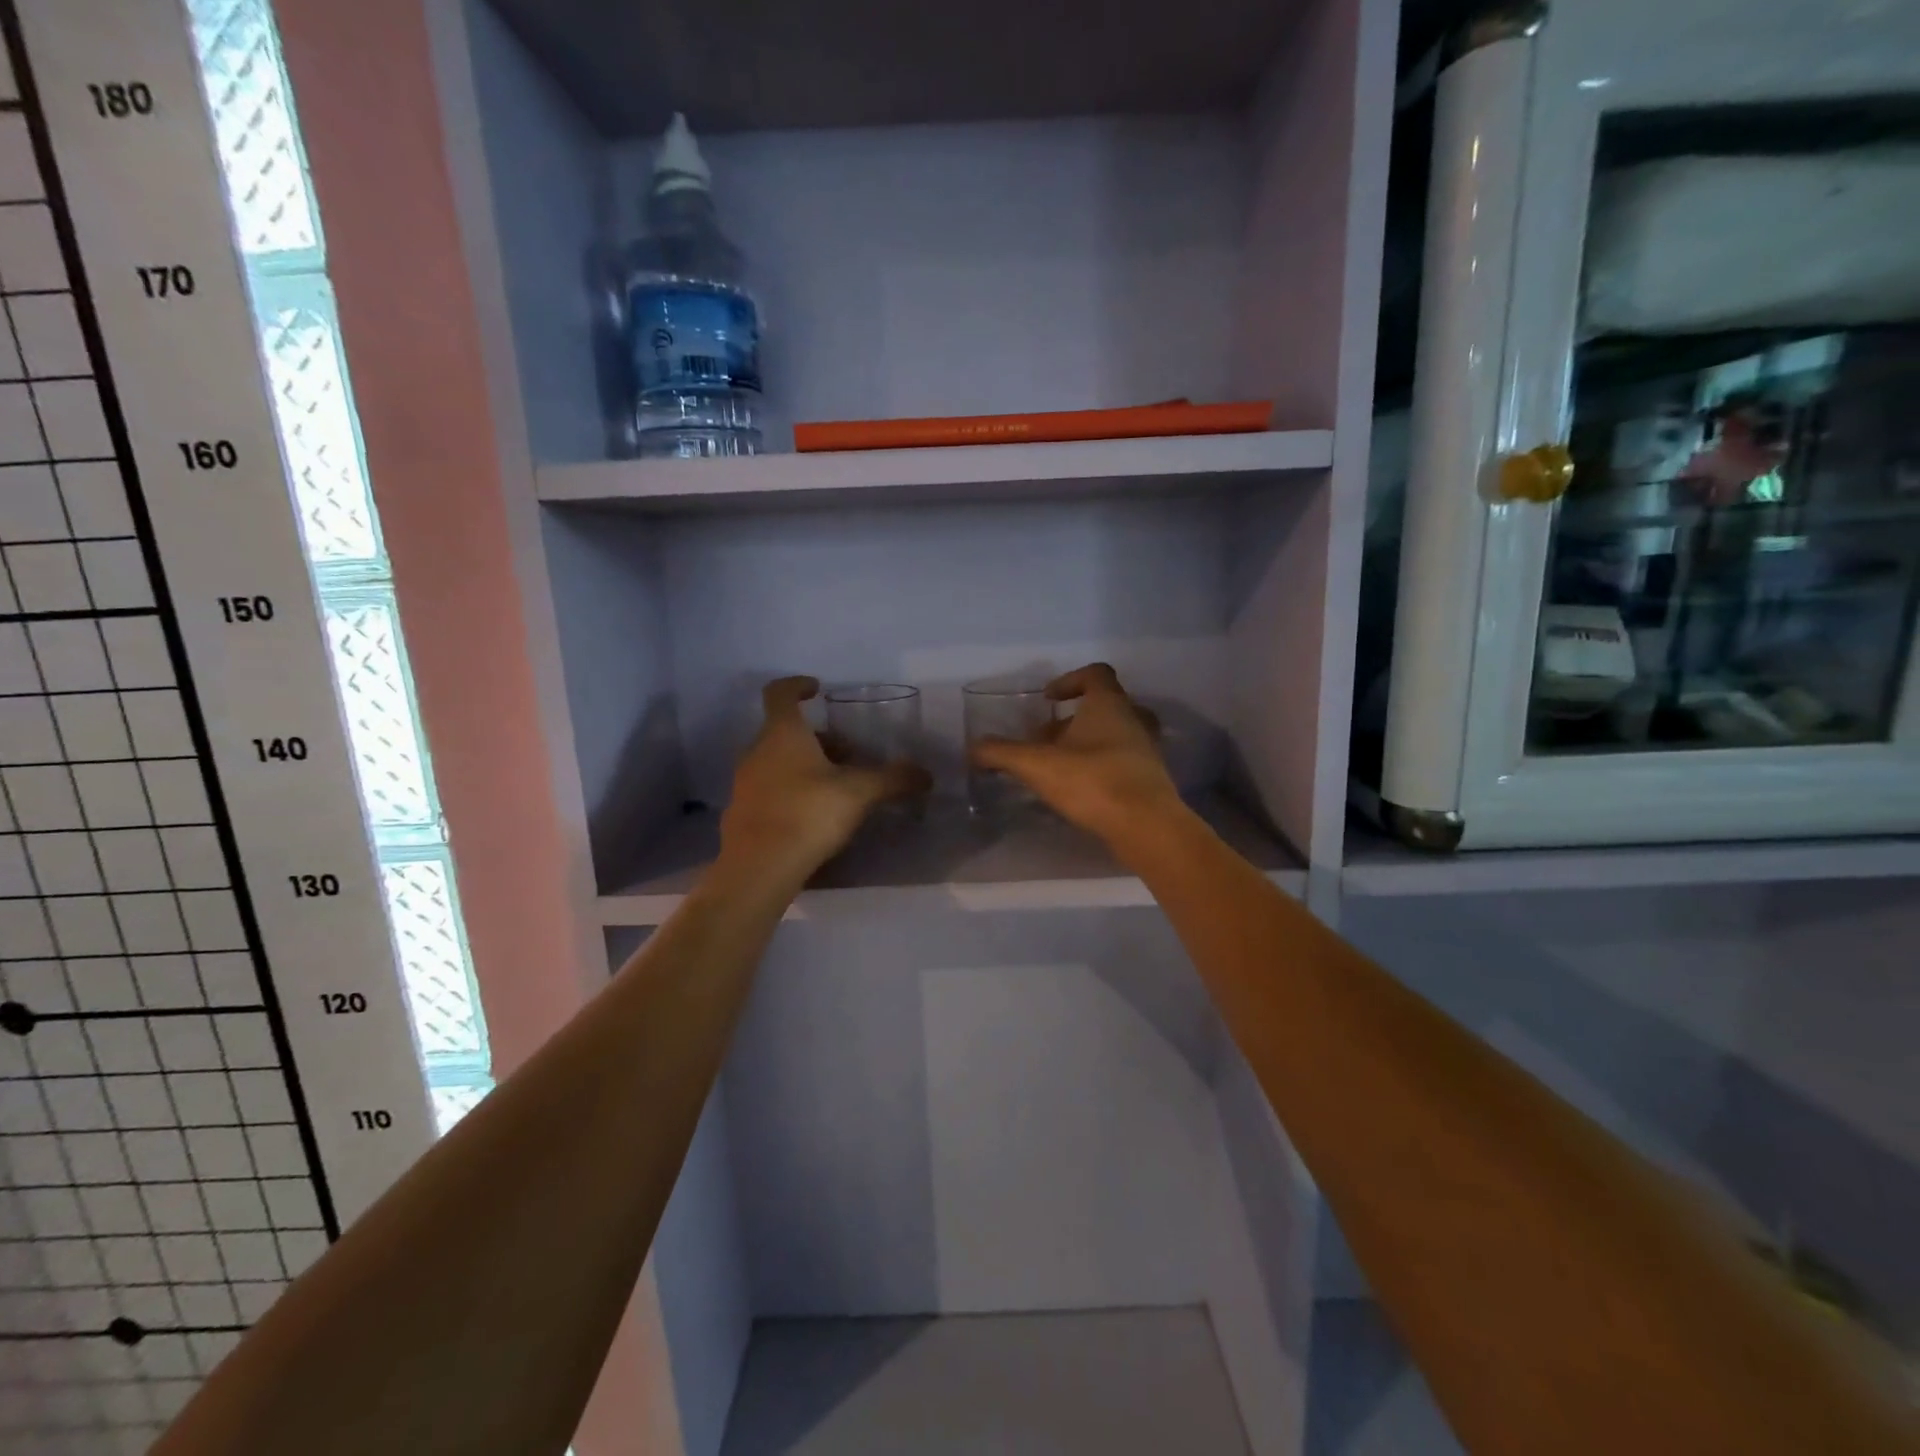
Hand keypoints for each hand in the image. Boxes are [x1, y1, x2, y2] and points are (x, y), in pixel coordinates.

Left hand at [719, 677, 929, 883]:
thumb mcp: (859, 793)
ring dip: (805, 765)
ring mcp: (745, 783)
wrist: (759, 868)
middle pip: (785, 732)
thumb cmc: (808, 813)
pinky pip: (770, 790)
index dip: (797, 685)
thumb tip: (926, 775)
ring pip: (777, 761)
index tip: (817, 688)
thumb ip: (892, 779)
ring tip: (837, 787)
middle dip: (818, 738)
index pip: (780, 693)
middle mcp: (757, 751)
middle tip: (849, 755)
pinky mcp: (742, 813)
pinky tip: (814, 815)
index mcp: (782, 733)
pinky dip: (791, 791)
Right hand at [968, 663, 1184, 845]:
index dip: (1069, 680)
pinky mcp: (1150, 778)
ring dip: (1086, 743)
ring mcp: (1146, 749)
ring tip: (1059, 765)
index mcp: (1109, 704)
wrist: (1146, 826)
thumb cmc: (1092, 781)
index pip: (1095, 674)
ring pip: (1114, 734)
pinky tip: (1079, 788)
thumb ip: (1002, 753)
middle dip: (1071, 719)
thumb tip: (973, 748)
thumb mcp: (1037, 765)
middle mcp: (1133, 719)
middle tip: (1045, 739)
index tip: (1047, 699)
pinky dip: (1100, 766)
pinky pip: (1122, 760)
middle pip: (1103, 705)